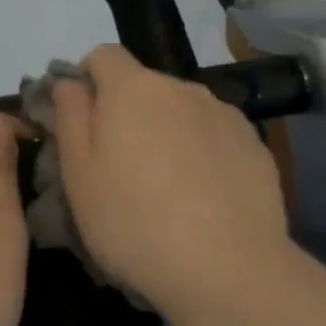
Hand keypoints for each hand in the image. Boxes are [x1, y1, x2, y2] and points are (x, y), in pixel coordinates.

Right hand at [51, 45, 290, 317]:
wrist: (227, 269)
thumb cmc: (133, 222)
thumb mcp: (78, 174)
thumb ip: (70, 116)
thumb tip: (69, 82)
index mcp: (133, 89)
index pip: (103, 55)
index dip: (86, 80)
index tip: (80, 120)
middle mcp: (183, 89)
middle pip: (144, 86)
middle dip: (127, 114)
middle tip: (118, 168)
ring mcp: (225, 115)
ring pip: (181, 112)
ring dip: (166, 134)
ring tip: (164, 189)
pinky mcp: (255, 145)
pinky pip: (215, 137)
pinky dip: (201, 155)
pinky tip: (201, 199)